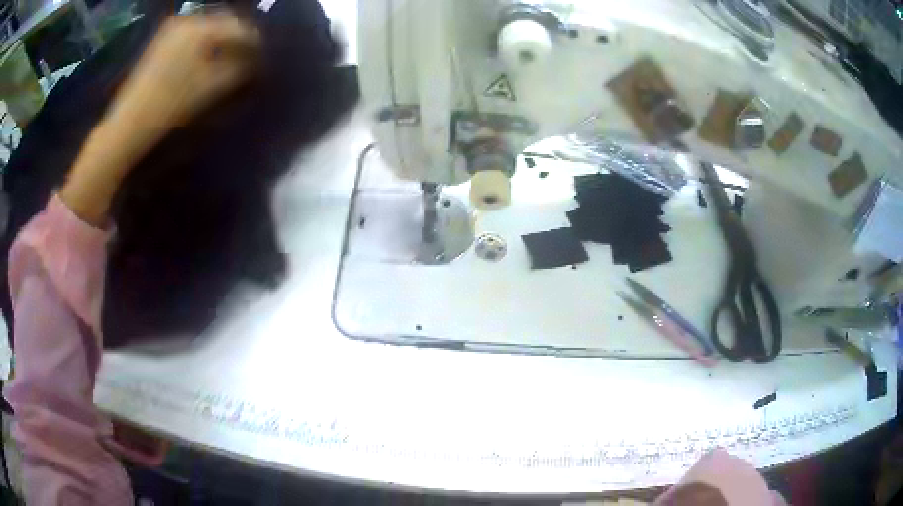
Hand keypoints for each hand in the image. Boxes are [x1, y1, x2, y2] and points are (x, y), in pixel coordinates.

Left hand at [109, 13, 260, 146]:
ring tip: (230, 59)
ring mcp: (173, 29)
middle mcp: (188, 19)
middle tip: (248, 58)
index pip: (240, 28)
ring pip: (209, 28)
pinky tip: (208, 58)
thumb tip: (256, 60)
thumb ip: (240, 68)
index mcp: (201, 27)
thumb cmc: (171, 104)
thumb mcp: (212, 87)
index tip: (264, 59)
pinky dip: (206, 44)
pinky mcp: (163, 41)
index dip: (255, 43)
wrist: (128, 123)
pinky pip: (194, 35)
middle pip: (225, 23)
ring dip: (223, 41)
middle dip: (239, 39)